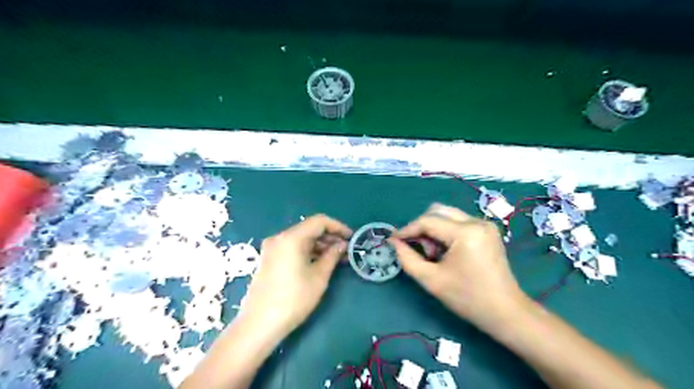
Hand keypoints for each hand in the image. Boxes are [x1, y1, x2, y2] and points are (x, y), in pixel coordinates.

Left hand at [242, 214, 352, 338]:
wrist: (260, 324)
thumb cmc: (294, 299)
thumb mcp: (319, 276)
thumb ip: (332, 255)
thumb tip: (342, 245)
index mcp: (291, 238)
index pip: (319, 221)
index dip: (338, 226)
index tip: (351, 238)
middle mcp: (279, 238)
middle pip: (309, 229)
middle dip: (330, 237)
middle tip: (346, 250)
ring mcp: (272, 248)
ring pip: (301, 239)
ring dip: (320, 245)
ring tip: (336, 258)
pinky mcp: (269, 259)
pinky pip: (292, 248)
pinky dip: (308, 251)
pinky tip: (320, 263)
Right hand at [390, 203, 526, 331]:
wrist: (505, 312)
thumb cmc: (467, 298)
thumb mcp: (431, 280)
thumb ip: (407, 259)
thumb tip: (394, 242)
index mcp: (465, 233)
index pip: (428, 221)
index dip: (407, 229)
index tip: (393, 240)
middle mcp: (476, 221)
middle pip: (438, 211)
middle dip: (422, 227)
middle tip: (417, 249)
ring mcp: (484, 224)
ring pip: (447, 215)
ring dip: (434, 230)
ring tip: (433, 254)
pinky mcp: (487, 230)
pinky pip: (458, 222)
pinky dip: (445, 232)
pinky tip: (445, 251)